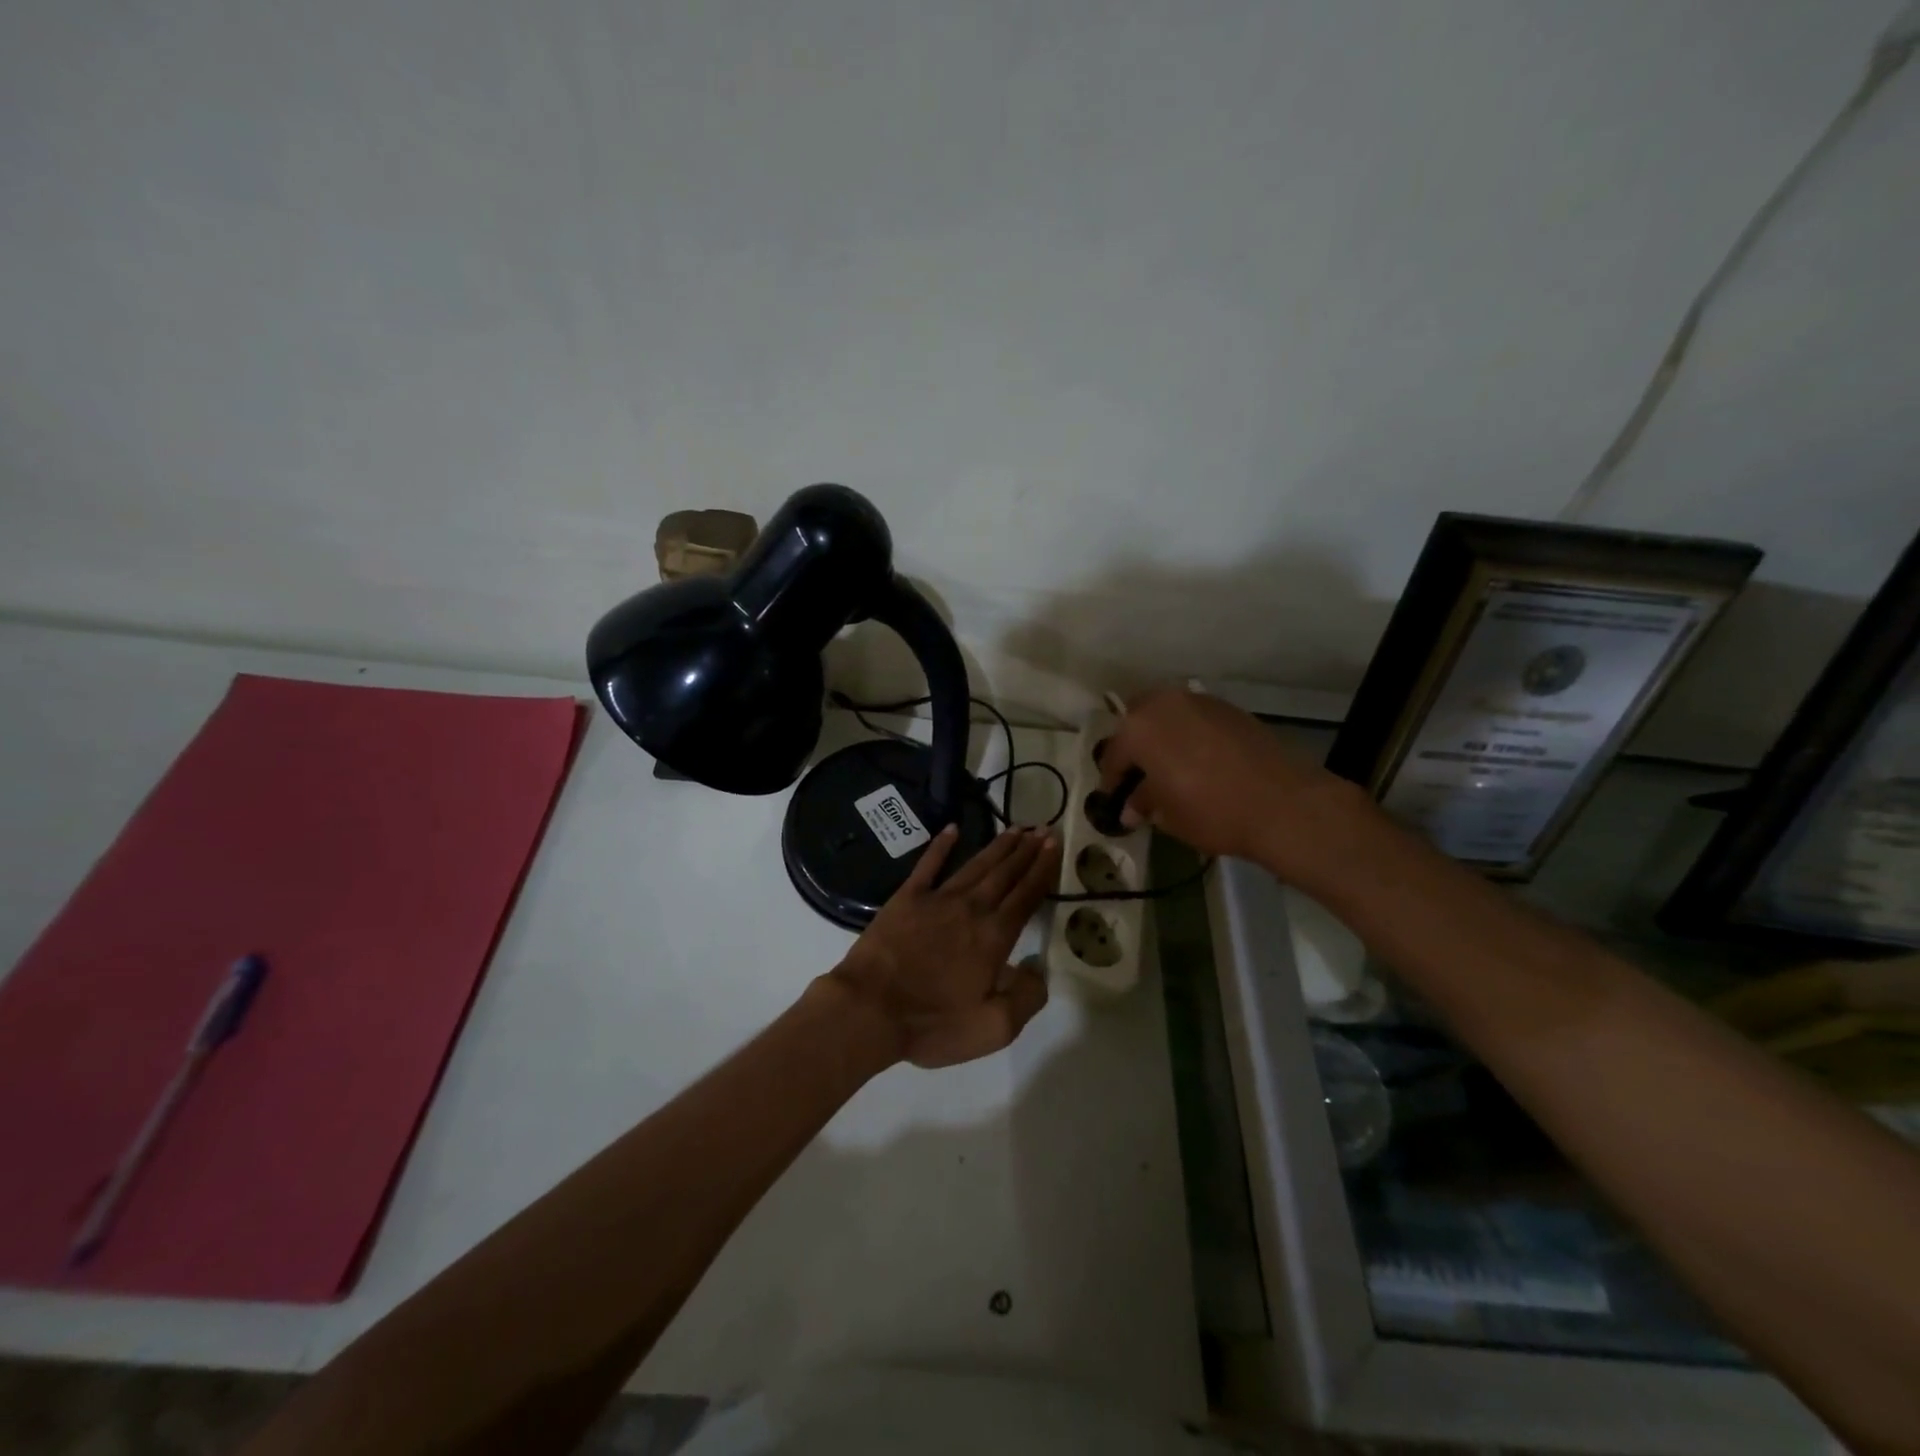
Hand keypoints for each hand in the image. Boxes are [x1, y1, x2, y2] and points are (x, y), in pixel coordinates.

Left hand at [828, 825, 1058, 1068]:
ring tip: (1015, 828)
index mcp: (994, 936)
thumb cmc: (932, 1023)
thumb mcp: (993, 1028)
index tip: (1054, 844)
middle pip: (1005, 873)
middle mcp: (971, 908)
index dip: (1043, 869)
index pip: (1027, 895)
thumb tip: (1038, 968)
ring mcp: (937, 899)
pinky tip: (952, 829)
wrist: (869, 1009)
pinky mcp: (907, 897)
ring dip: (997, 845)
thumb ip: (1027, 998)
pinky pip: (928, 864)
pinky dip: (941, 845)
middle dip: (1026, 850)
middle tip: (1042, 828)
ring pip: (975, 865)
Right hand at [1097, 685, 1369, 878]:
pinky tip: (1198, 761)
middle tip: (1139, 777)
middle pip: (1137, 722)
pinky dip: (1189, 735)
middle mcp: (1164, 703)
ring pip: (1167, 715)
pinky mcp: (1229, 708)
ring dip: (1162, 737)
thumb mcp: (1167, 815)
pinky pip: (1195, 719)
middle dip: (1135, 748)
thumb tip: (1131, 808)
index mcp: (1138, 728)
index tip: (1114, 799)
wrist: (1282, 803)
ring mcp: (1199, 701)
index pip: (1113, 754)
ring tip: (1169, 768)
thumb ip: (1143, 804)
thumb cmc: (1211, 811)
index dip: (1111, 780)